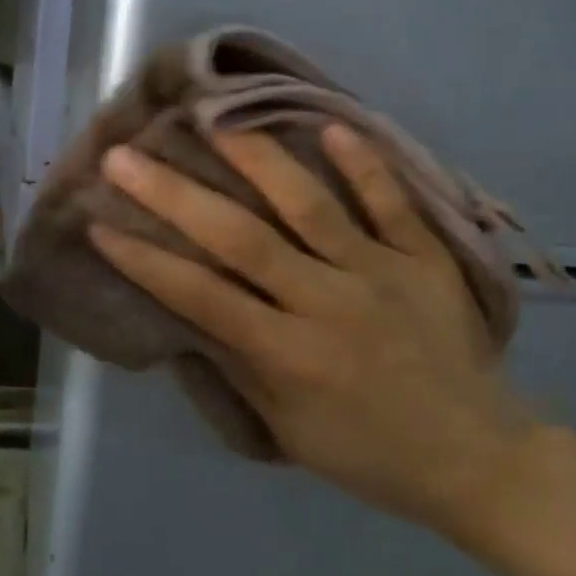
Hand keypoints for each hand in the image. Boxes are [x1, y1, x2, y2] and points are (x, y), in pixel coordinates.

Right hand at [88, 128, 536, 549]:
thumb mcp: (288, 429)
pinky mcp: (426, 259)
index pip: (200, 296)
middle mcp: (326, 302)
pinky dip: (364, 164)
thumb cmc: (369, 452)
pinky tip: (331, 125)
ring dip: (256, 159)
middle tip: (126, 156)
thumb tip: (187, 313)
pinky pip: (392, 203)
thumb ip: (238, 366)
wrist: (476, 458)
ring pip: (309, 205)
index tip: (99, 222)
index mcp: (288, 354)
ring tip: (212, 117)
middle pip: (241, 239)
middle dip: (174, 195)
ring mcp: (380, 273)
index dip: (145, 259)